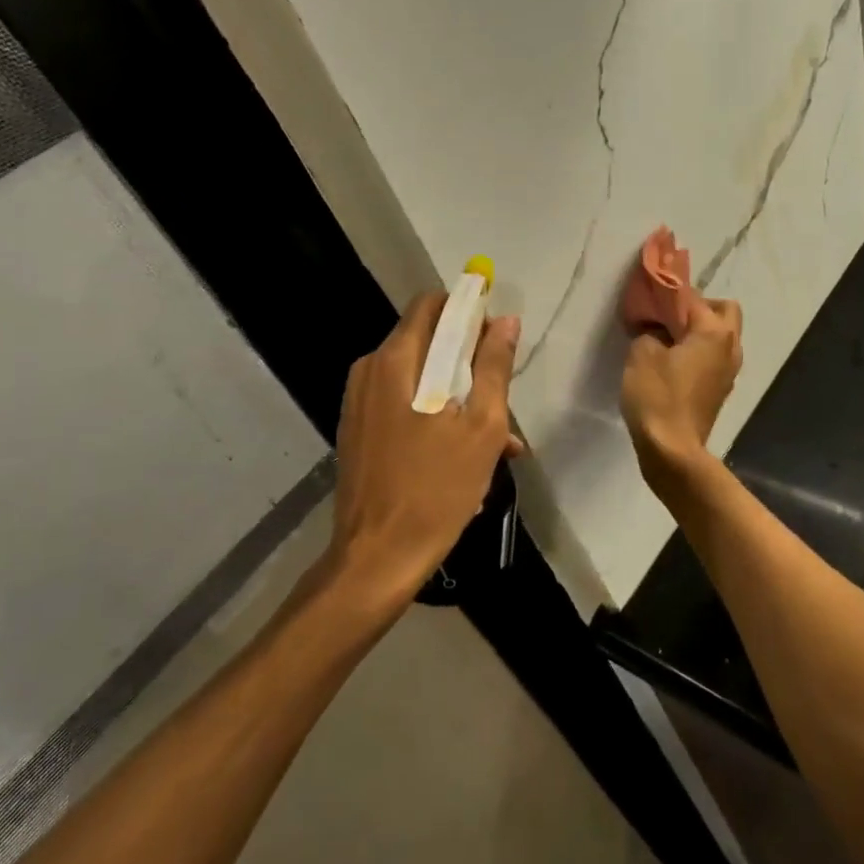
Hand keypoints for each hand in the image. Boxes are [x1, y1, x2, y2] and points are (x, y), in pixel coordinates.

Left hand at [327, 293, 521, 604]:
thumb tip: (506, 321)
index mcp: (396, 360)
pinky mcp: (357, 431)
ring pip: (418, 378)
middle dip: (467, 362)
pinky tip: (464, 456)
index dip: (468, 311)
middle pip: (426, 342)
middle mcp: (370, 371)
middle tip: (499, 398)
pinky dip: (434, 417)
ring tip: (496, 441)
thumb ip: (494, 367)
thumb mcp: (481, 427)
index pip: (432, 305)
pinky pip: (402, 405)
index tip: (496, 338)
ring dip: (456, 396)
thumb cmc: (436, 489)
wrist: (377, 558)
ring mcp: (358, 402)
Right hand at [621, 296, 742, 486]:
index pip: (693, 297)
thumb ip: (650, 332)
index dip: (669, 293)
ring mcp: (730, 371)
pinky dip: (700, 353)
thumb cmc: (657, 396)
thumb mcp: (641, 354)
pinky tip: (675, 364)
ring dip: (701, 332)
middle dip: (699, 308)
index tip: (649, 295)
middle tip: (669, 318)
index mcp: (714, 332)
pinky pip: (715, 358)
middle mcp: (730, 346)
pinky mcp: (721, 390)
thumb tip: (657, 330)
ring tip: (669, 340)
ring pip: (723, 336)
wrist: (672, 450)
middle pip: (724, 311)